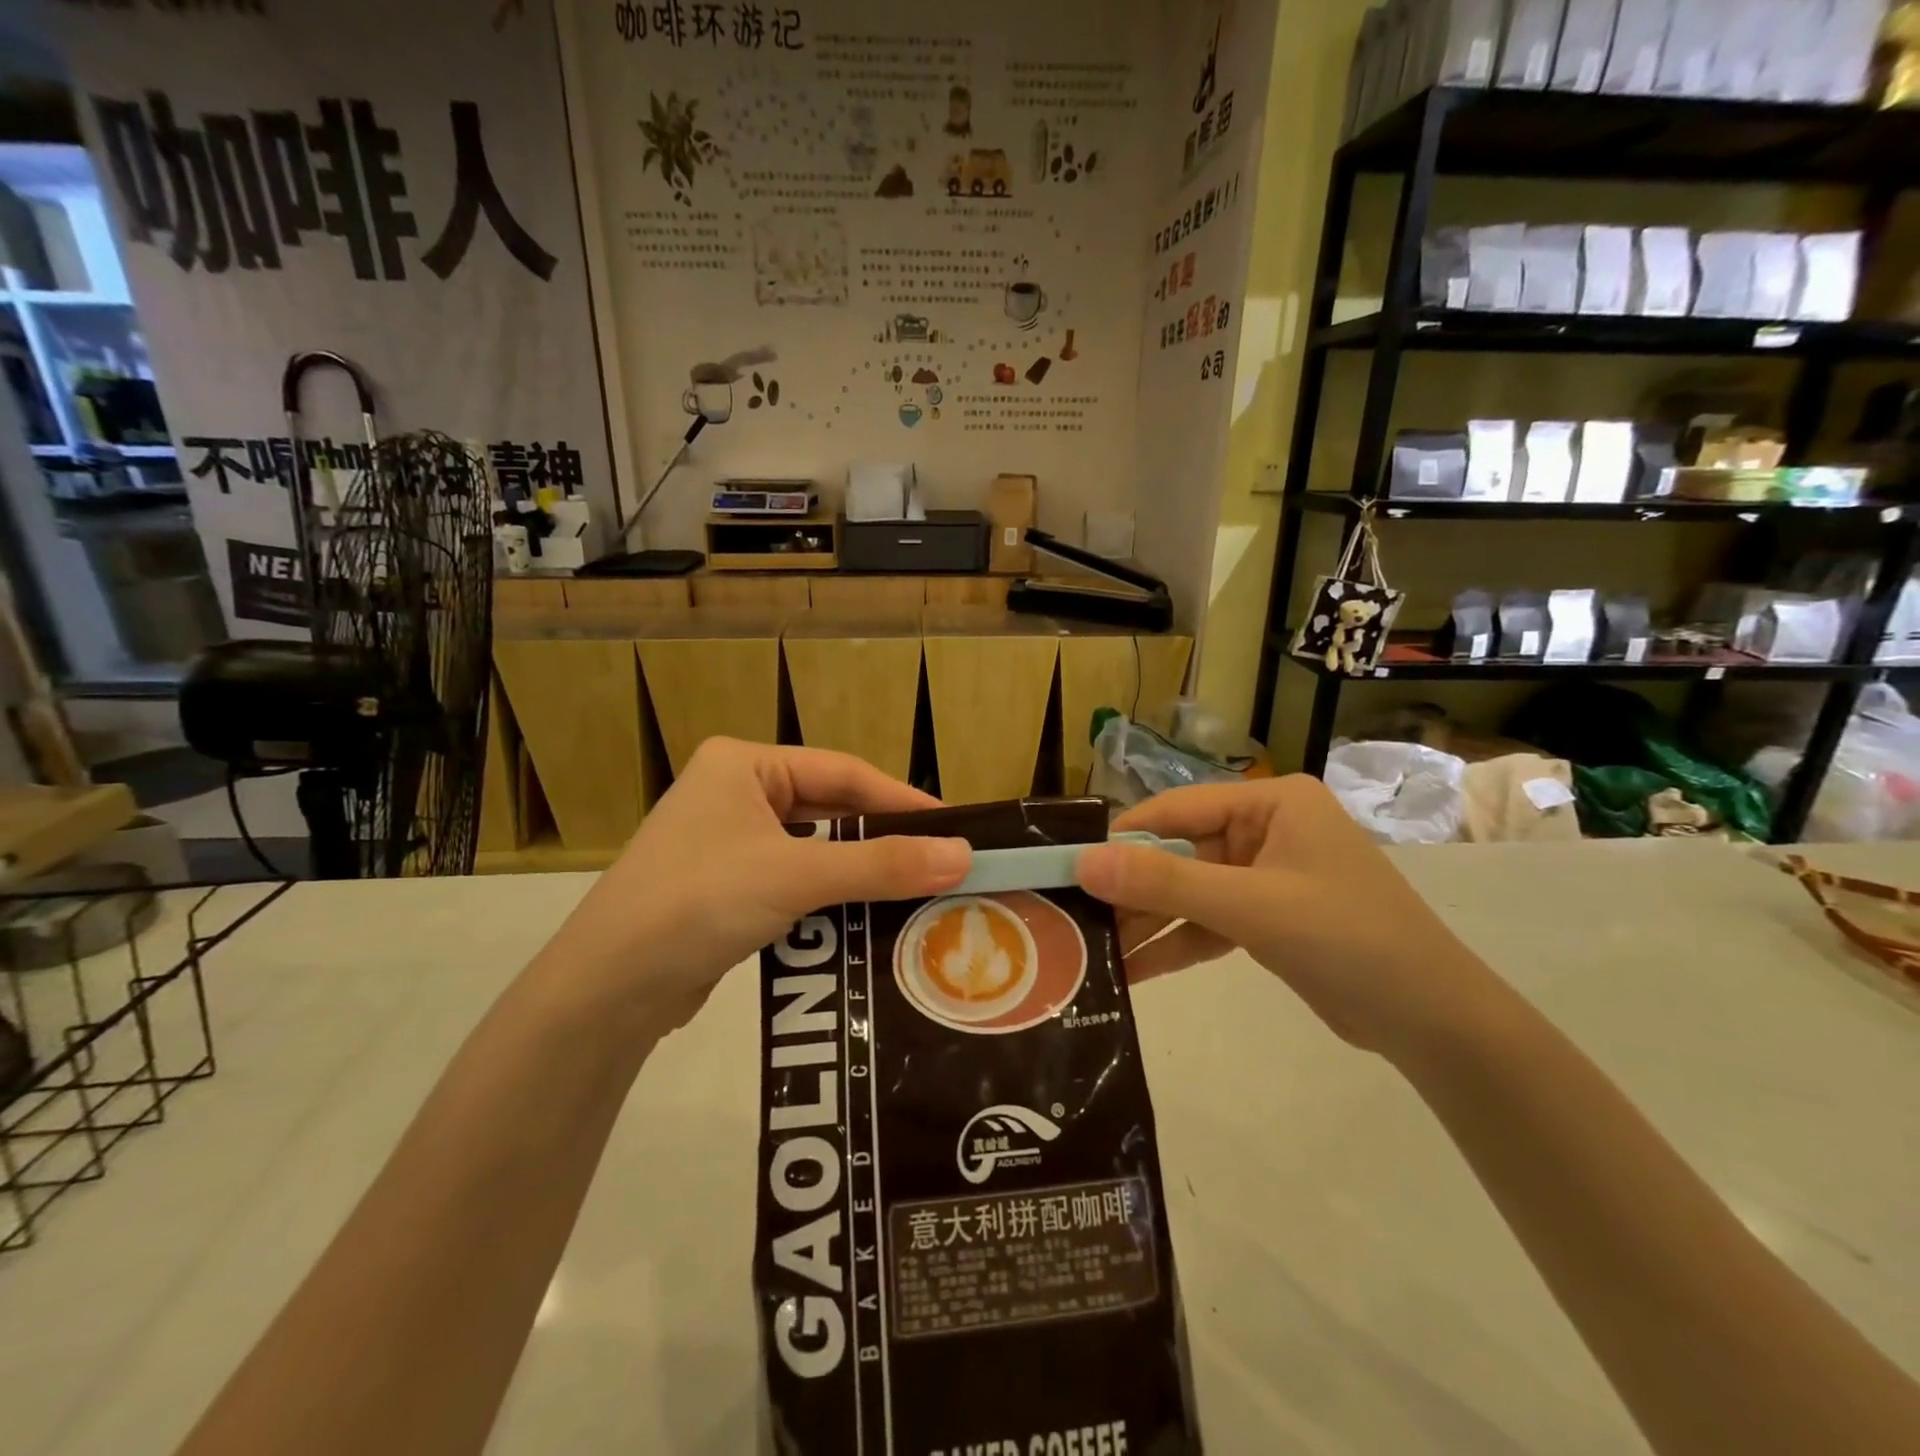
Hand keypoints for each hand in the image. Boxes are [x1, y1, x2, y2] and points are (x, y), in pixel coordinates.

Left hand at [546, 739, 970, 1029]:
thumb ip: (881, 864)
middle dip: (882, 841)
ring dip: (859, 874)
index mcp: (745, 764)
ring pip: (814, 850)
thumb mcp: (796, 875)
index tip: (953, 828)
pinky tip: (866, 920)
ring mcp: (728, 842)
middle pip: (830, 811)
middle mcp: (736, 793)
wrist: (605, 990)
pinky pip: (795, 882)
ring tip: (917, 894)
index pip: (843, 772)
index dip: (902, 799)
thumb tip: (964, 855)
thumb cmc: (698, 902)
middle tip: (941, 864)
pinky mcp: (726, 888)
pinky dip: (830, 898)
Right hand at [1074, 775, 1503, 1061]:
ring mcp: (1267, 874)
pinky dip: (1177, 944)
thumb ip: (1165, 882)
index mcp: (1271, 802)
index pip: (1177, 810)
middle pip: (1180, 853)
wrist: (1434, 1022)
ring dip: (1149, 922)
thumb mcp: (1250, 906)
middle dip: (1132, 890)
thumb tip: (1084, 862)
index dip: (1122, 838)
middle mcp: (1266, 829)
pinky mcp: (1268, 917)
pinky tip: (1134, 971)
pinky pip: (1209, 922)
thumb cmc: (1347, 939)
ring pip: (1190, 891)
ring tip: (1092, 952)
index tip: (1068, 866)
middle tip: (1074, 918)